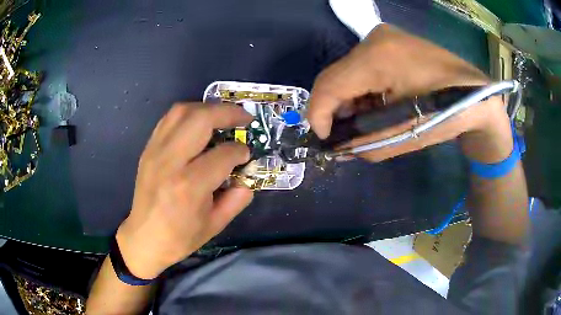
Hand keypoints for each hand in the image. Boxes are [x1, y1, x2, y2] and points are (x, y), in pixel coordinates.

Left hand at [116, 103, 253, 278]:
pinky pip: (169, 119)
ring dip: (207, 108)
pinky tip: (199, 123)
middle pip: (201, 118)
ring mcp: (155, 151)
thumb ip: (238, 198)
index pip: (223, 154)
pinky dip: (189, 114)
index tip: (246, 154)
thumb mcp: (216, 224)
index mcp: (190, 186)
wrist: (144, 238)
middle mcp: (170, 161)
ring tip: (222, 116)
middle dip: (228, 112)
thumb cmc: (180, 237)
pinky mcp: (148, 149)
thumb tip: (247, 174)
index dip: (240, 151)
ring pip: (182, 111)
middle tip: (244, 117)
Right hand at [308, 24, 508, 161]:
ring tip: (366, 120)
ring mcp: (384, 36)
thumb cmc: (448, 114)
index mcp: (378, 57)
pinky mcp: (391, 41)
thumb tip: (339, 148)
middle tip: (344, 134)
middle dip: (335, 108)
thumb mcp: (405, 136)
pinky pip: (363, 66)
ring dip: (349, 99)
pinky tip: (377, 103)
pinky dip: (362, 88)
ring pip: (348, 71)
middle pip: (336, 76)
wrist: (478, 95)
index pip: (329, 85)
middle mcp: (375, 39)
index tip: (323, 139)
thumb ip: (365, 144)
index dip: (318, 115)